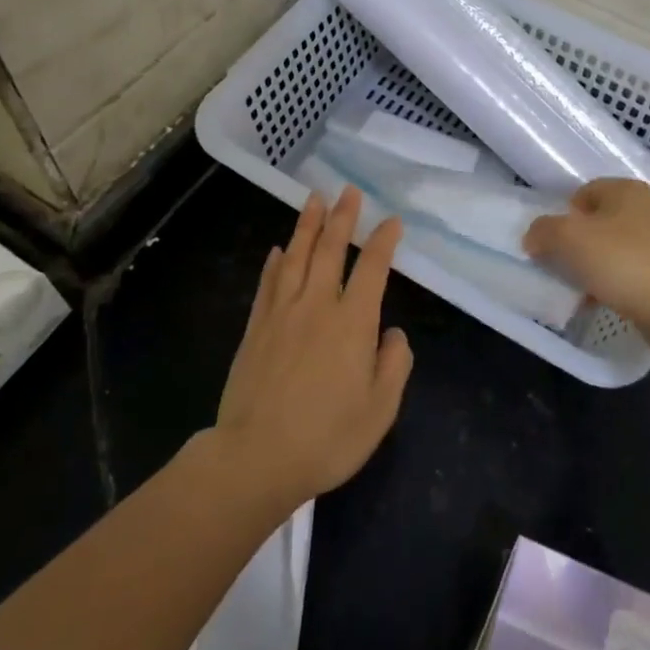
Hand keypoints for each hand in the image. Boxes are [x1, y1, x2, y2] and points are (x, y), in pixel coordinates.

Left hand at [215, 187, 413, 508]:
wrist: (256, 458)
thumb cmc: (327, 438)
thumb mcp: (380, 410)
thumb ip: (394, 365)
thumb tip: (392, 333)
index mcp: (352, 323)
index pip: (372, 269)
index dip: (383, 242)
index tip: (391, 221)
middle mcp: (317, 306)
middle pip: (330, 251)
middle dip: (342, 218)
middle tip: (348, 191)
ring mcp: (281, 314)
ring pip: (296, 257)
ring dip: (307, 226)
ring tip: (314, 199)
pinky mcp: (255, 329)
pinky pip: (268, 284)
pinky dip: (275, 262)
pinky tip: (278, 250)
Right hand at [522, 179, 649, 341]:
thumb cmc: (620, 259)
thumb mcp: (569, 238)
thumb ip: (543, 230)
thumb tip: (533, 238)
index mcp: (626, 189)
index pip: (583, 193)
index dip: (563, 215)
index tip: (554, 242)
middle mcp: (647, 207)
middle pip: (597, 220)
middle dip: (577, 242)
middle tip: (563, 263)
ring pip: (612, 246)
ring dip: (593, 264)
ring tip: (580, 286)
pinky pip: (628, 269)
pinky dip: (612, 280)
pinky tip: (599, 299)